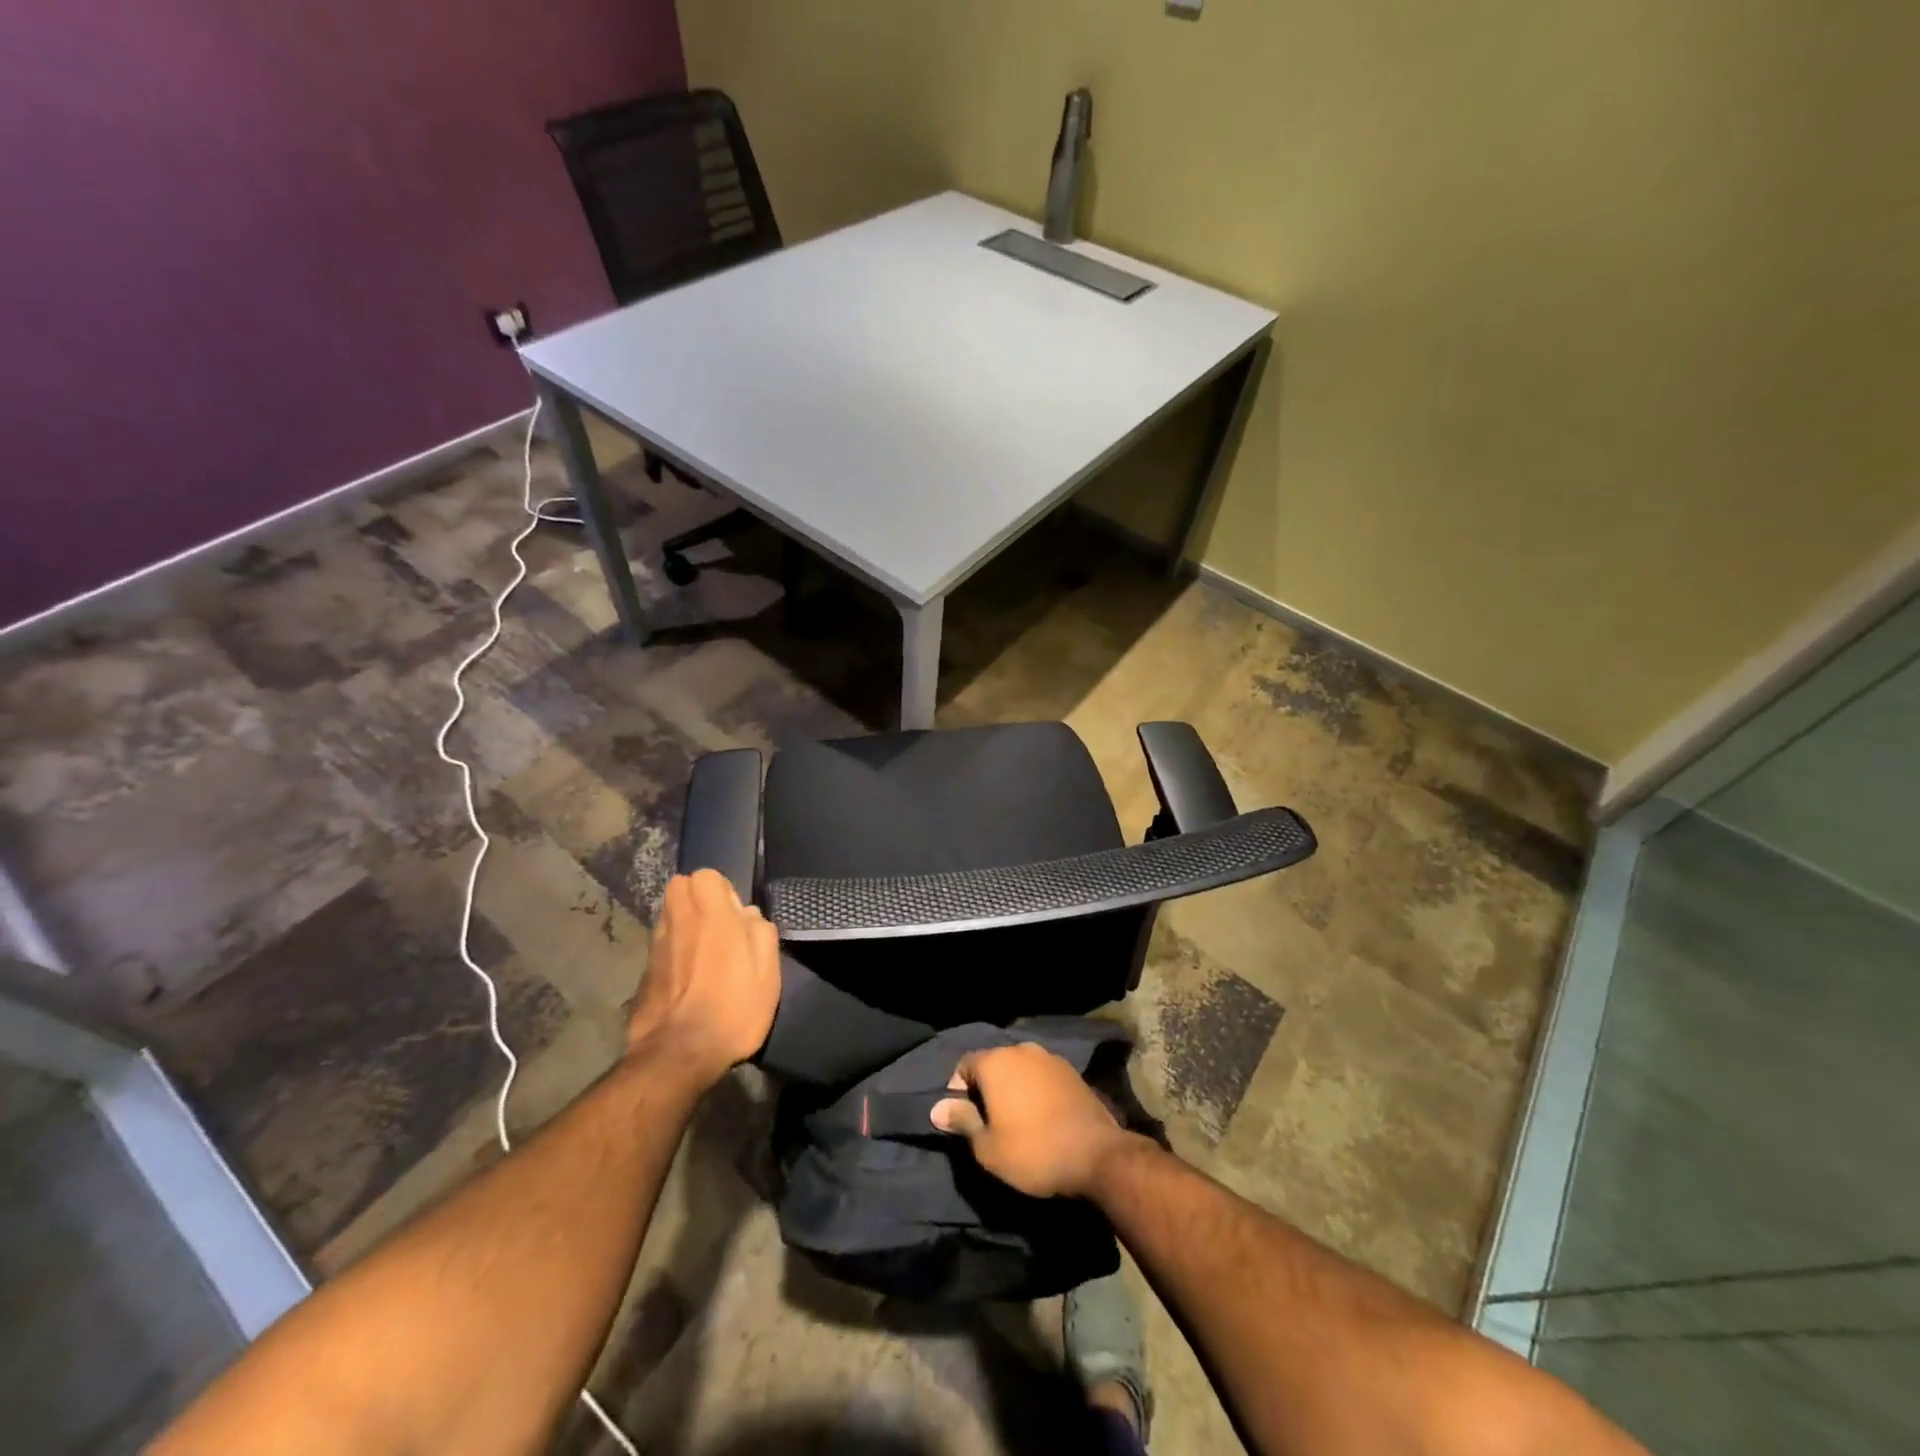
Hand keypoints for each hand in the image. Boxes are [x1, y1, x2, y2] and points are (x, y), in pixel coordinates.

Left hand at [629, 870, 779, 1086]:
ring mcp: (656, 946)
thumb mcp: (768, 970)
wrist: (679, 1054)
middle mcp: (678, 921)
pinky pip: (662, 946)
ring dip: (685, 924)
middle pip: (680, 888)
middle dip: (697, 899)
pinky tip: (688, 979)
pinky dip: (673, 951)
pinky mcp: (644, 972)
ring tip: (704, 953)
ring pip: (669, 916)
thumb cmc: (733, 1006)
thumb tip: (747, 915)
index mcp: (711, 914)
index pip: (706, 876)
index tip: (736, 917)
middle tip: (718, 927)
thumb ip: (760, 932)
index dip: (723, 892)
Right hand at [930, 1043, 1137, 1198]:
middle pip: (992, 1064)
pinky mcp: (1071, 1071)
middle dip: (986, 1088)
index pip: (964, 1065)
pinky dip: (1034, 1090)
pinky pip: (1041, 1076)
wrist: (1096, 1156)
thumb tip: (937, 1107)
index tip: (964, 1120)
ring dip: (1012, 1088)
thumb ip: (962, 1121)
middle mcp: (1021, 1050)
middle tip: (988, 1123)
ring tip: (1016, 1121)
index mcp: (996, 1062)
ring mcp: (1049, 1058)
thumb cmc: (1033, 1152)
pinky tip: (1041, 1116)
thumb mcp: (987, 1147)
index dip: (958, 1091)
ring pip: (1019, 1068)